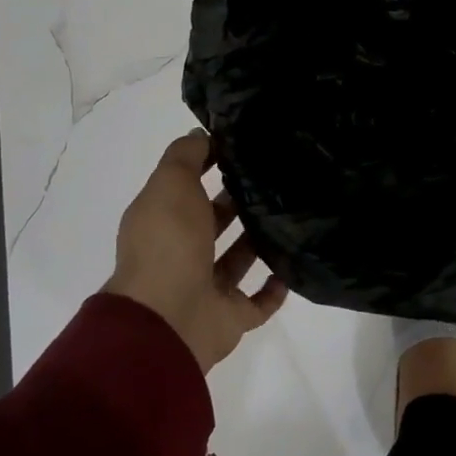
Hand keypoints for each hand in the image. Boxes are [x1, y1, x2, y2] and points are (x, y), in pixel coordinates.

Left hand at [105, 130, 288, 370]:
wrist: (169, 320)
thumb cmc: (169, 243)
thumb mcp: (170, 183)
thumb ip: (186, 155)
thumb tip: (202, 135)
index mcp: (162, 221)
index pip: (187, 186)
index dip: (209, 165)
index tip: (244, 148)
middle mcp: (182, 253)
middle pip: (213, 222)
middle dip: (237, 201)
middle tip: (276, 178)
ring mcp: (206, 287)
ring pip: (237, 258)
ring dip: (258, 240)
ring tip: (291, 214)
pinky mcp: (230, 316)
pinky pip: (257, 301)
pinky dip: (274, 287)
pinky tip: (293, 266)